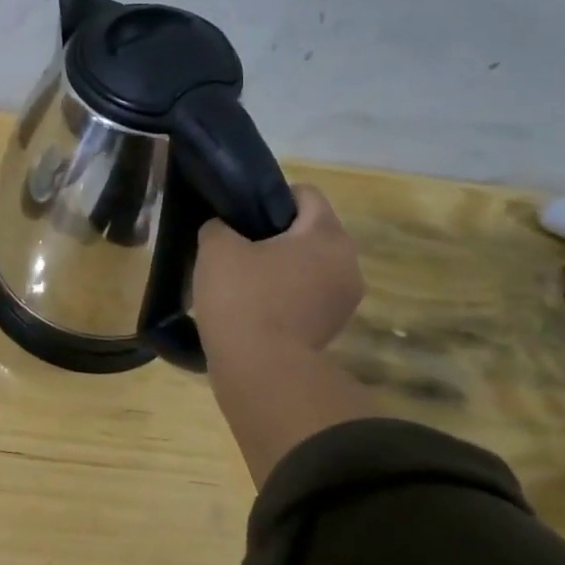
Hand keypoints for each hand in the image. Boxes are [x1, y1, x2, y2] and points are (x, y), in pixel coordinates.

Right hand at [193, 185, 364, 354]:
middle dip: (277, 235)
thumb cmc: (242, 298)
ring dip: (283, 268)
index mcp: (326, 235)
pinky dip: (286, 296)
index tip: (241, 215)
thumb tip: (224, 229)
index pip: (306, 194)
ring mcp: (345, 300)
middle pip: (311, 232)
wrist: (260, 370)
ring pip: (311, 266)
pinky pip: (309, 297)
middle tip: (237, 248)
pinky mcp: (333, 329)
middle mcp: (348, 263)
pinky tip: (255, 308)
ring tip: (244, 282)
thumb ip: (219, 226)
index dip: (271, 197)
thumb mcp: (216, 248)